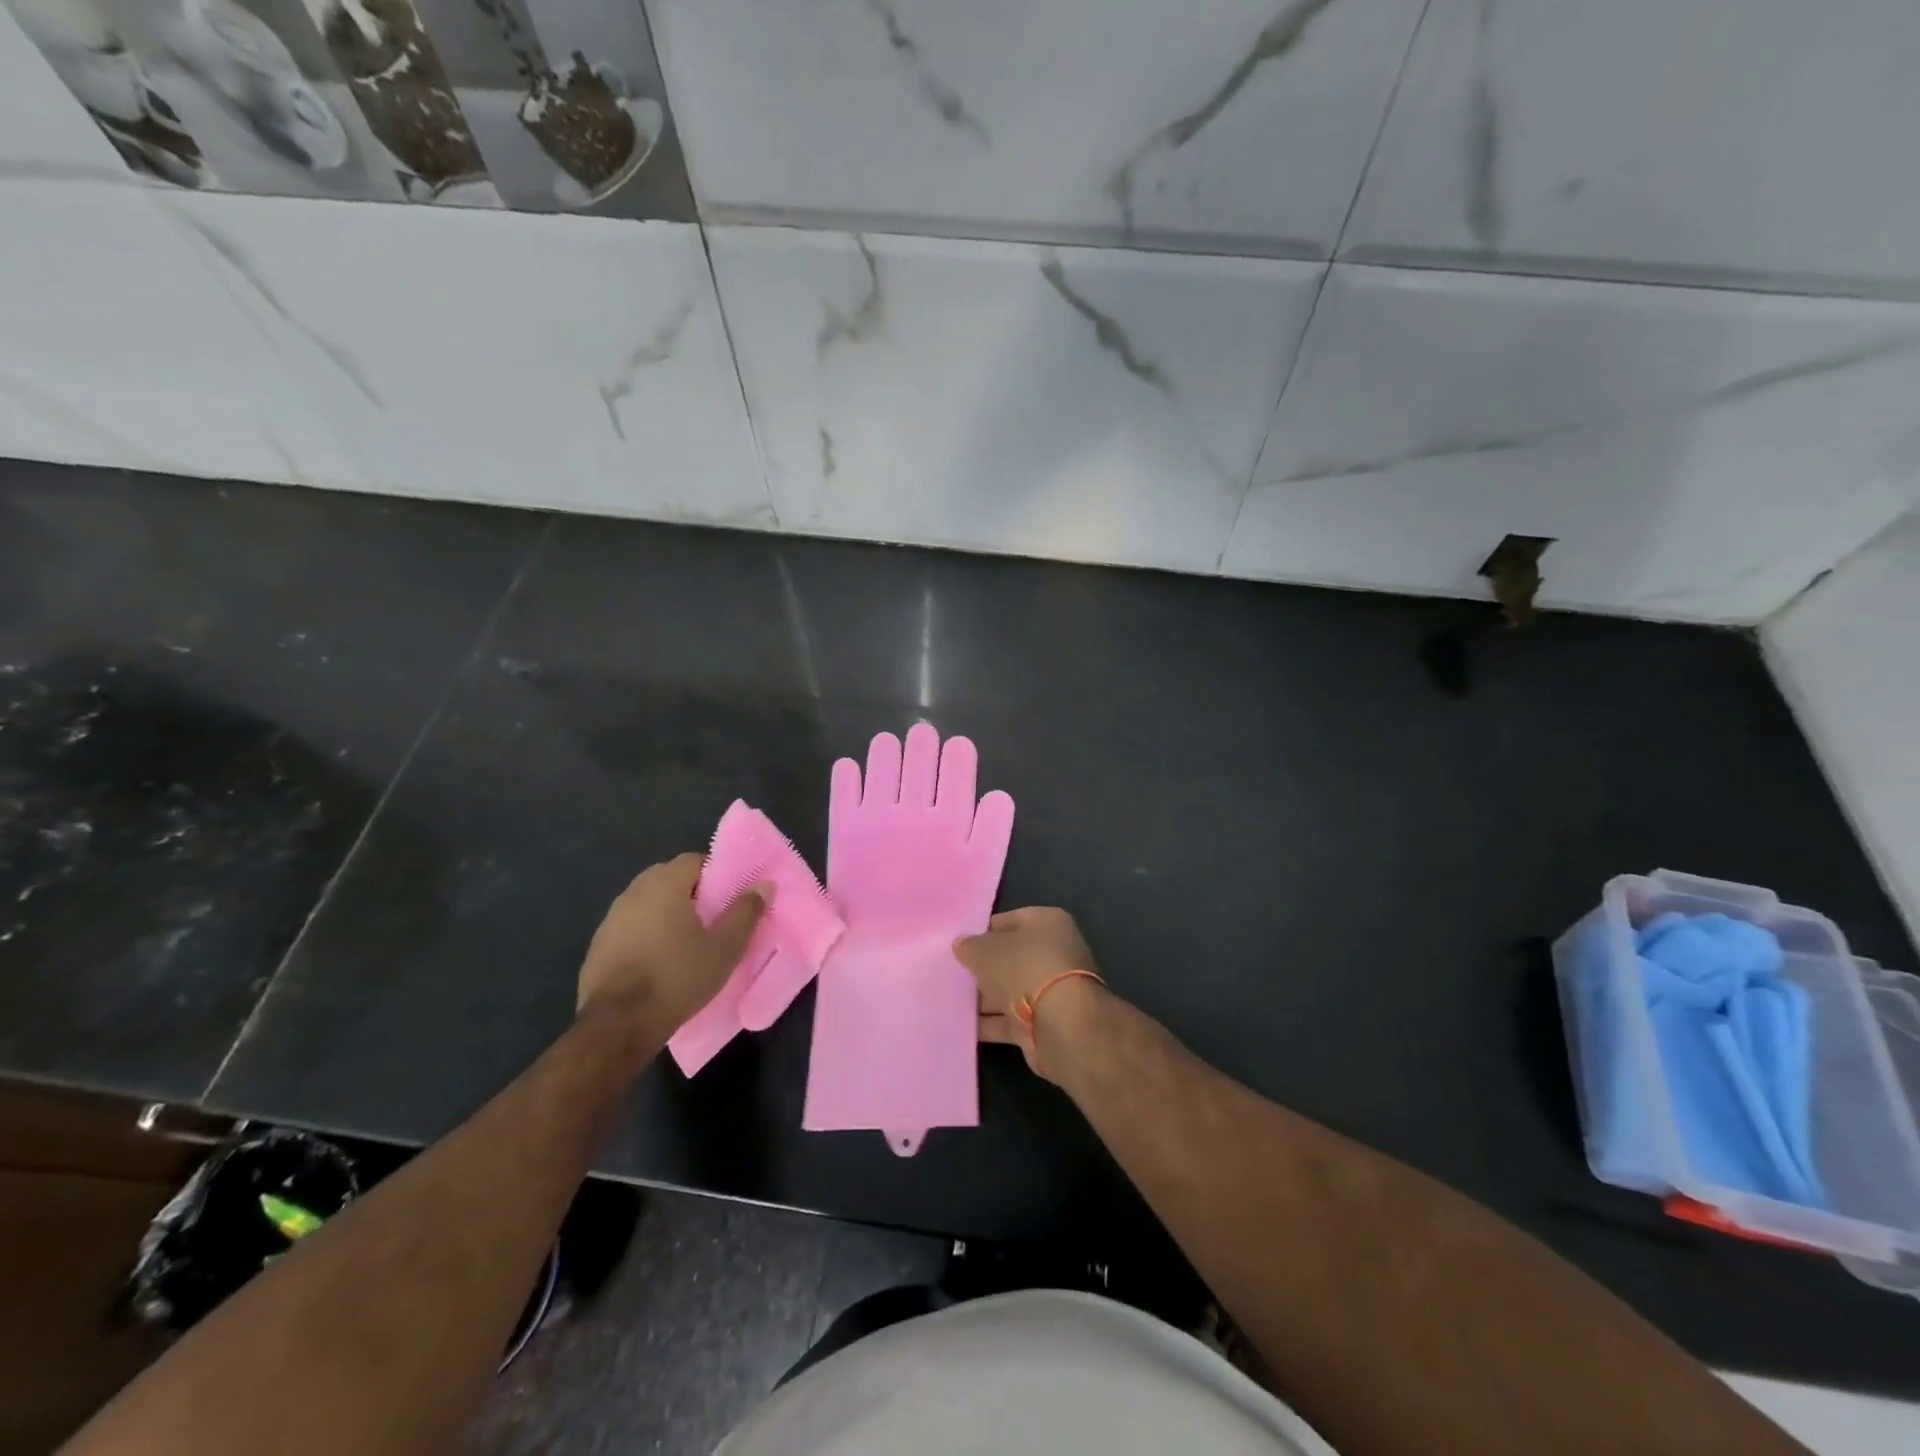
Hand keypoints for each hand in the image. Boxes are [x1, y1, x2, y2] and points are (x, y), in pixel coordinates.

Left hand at [577, 853, 767, 1035]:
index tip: (730, 897)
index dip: (716, 874)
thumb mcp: (724, 948)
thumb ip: (745, 912)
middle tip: (713, 918)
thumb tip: (765, 884)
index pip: (694, 860)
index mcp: (664, 884)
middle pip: (669, 879)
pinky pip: (630, 928)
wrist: (617, 1025)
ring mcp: (610, 919)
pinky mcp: (597, 946)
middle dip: (692, 893)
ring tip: (687, 942)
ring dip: (667, 914)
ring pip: (648, 904)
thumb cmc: (677, 977)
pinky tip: (658, 962)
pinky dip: (646, 935)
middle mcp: (633, 892)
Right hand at [954, 906, 1101, 1080]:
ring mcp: (1052, 990)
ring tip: (950, 1001)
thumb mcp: (985, 951)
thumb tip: (962, 944)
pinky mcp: (1045, 1022)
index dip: (982, 932)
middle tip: (952, 974)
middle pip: (1010, 958)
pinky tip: (963, 1026)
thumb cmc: (1024, 969)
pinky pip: (1011, 1019)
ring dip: (985, 997)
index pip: (1008, 921)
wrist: (1061, 1025)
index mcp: (1047, 923)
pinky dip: (990, 1023)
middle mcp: (1054, 953)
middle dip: (983, 968)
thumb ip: (970, 946)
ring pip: (1010, 990)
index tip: (959, 946)